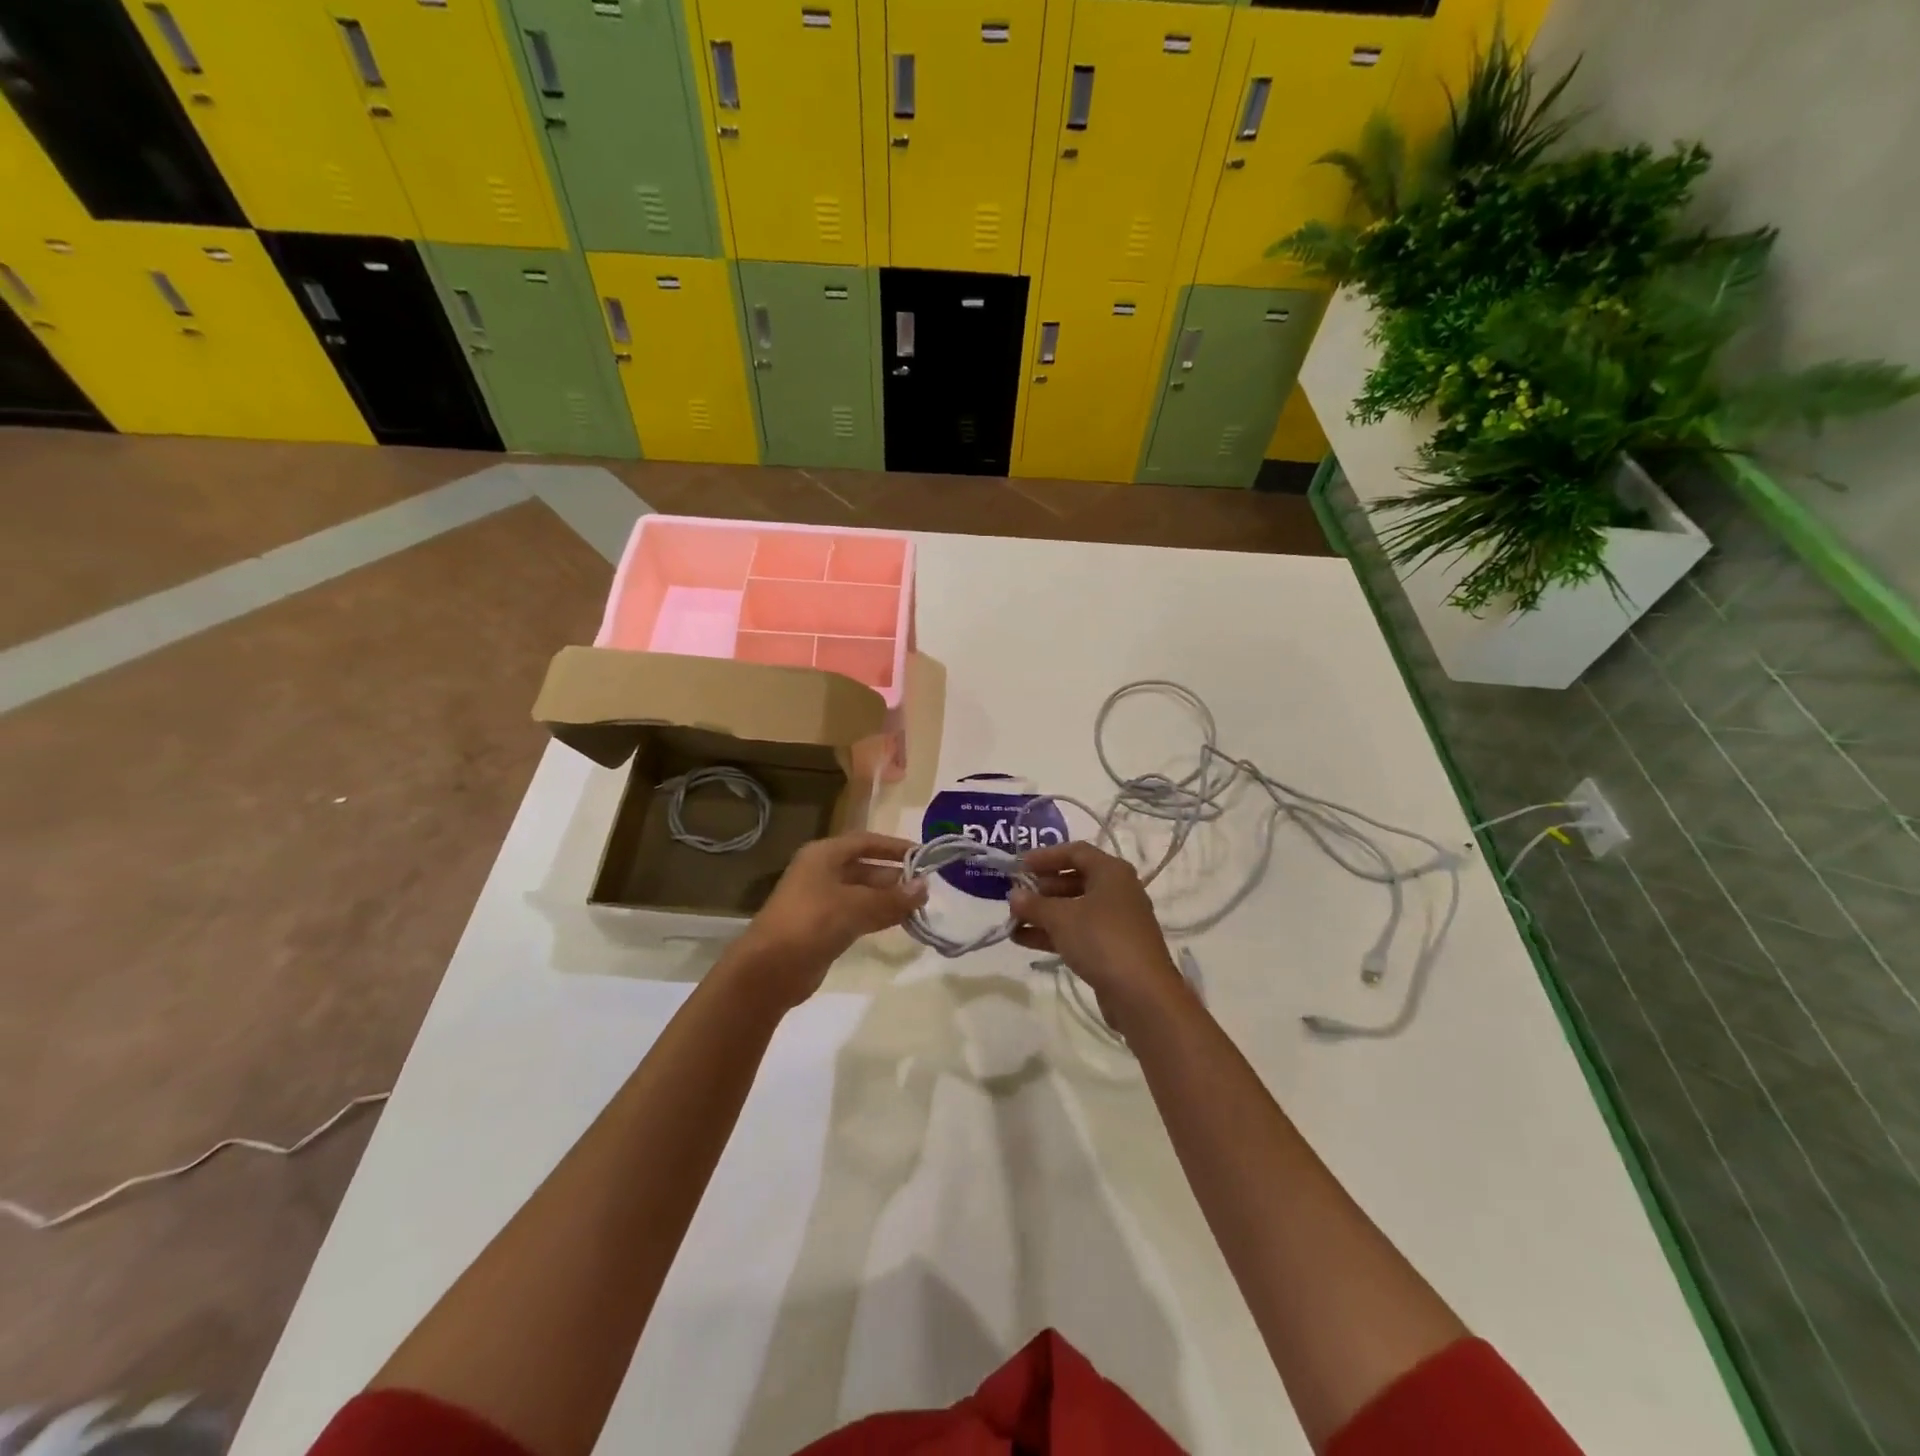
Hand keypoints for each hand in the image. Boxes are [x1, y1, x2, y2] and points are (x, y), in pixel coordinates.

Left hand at [728, 832, 926, 1007]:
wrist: (770, 970)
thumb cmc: (812, 922)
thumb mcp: (856, 906)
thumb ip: (892, 897)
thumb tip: (925, 887)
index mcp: (824, 855)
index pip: (865, 842)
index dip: (894, 846)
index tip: (922, 854)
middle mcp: (821, 872)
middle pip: (864, 868)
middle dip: (894, 877)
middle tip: (925, 888)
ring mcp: (820, 901)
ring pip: (862, 893)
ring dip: (888, 899)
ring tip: (919, 906)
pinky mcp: (822, 927)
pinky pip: (856, 914)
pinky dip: (877, 916)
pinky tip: (899, 922)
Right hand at [1009, 841, 1187, 1033]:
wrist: (1142, 994)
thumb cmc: (1101, 940)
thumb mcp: (1061, 918)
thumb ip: (1034, 904)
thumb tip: (1014, 895)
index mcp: (1111, 872)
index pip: (1075, 852)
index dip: (1045, 856)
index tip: (1018, 865)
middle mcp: (1117, 891)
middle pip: (1074, 880)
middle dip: (1042, 888)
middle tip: (1015, 896)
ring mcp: (1116, 921)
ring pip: (1074, 909)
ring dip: (1044, 913)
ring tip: (1013, 921)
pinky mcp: (1112, 948)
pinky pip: (1078, 932)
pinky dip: (1054, 933)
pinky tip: (1024, 940)